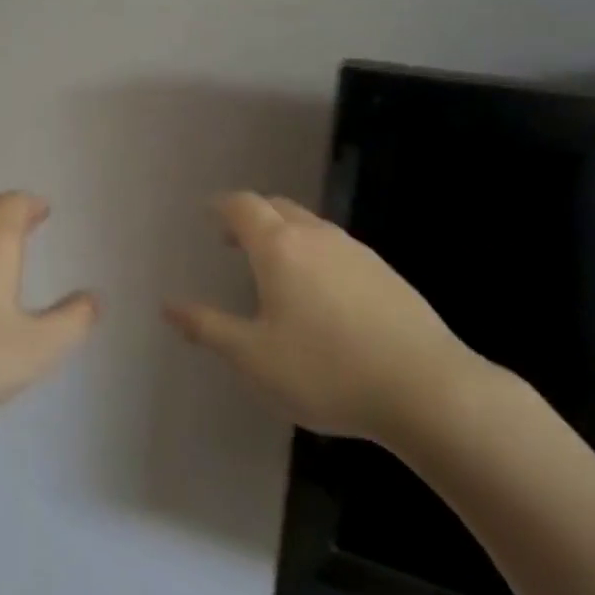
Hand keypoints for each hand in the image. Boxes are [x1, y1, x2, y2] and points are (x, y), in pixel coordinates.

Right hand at [166, 192, 487, 453]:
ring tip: (274, 268)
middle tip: (233, 240)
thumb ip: (208, 327)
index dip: (221, 206)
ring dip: (285, 235)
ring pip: (310, 226)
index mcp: (279, 247)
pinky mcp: (386, 273)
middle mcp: (317, 236)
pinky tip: (320, 294)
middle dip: (251, 216)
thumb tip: (168, 306)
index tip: (208, 214)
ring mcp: (356, 252)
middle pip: (277, 207)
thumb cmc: (326, 370)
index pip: (243, 206)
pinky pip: (337, 248)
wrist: (426, 389)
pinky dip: (314, 254)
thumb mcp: (253, 358)